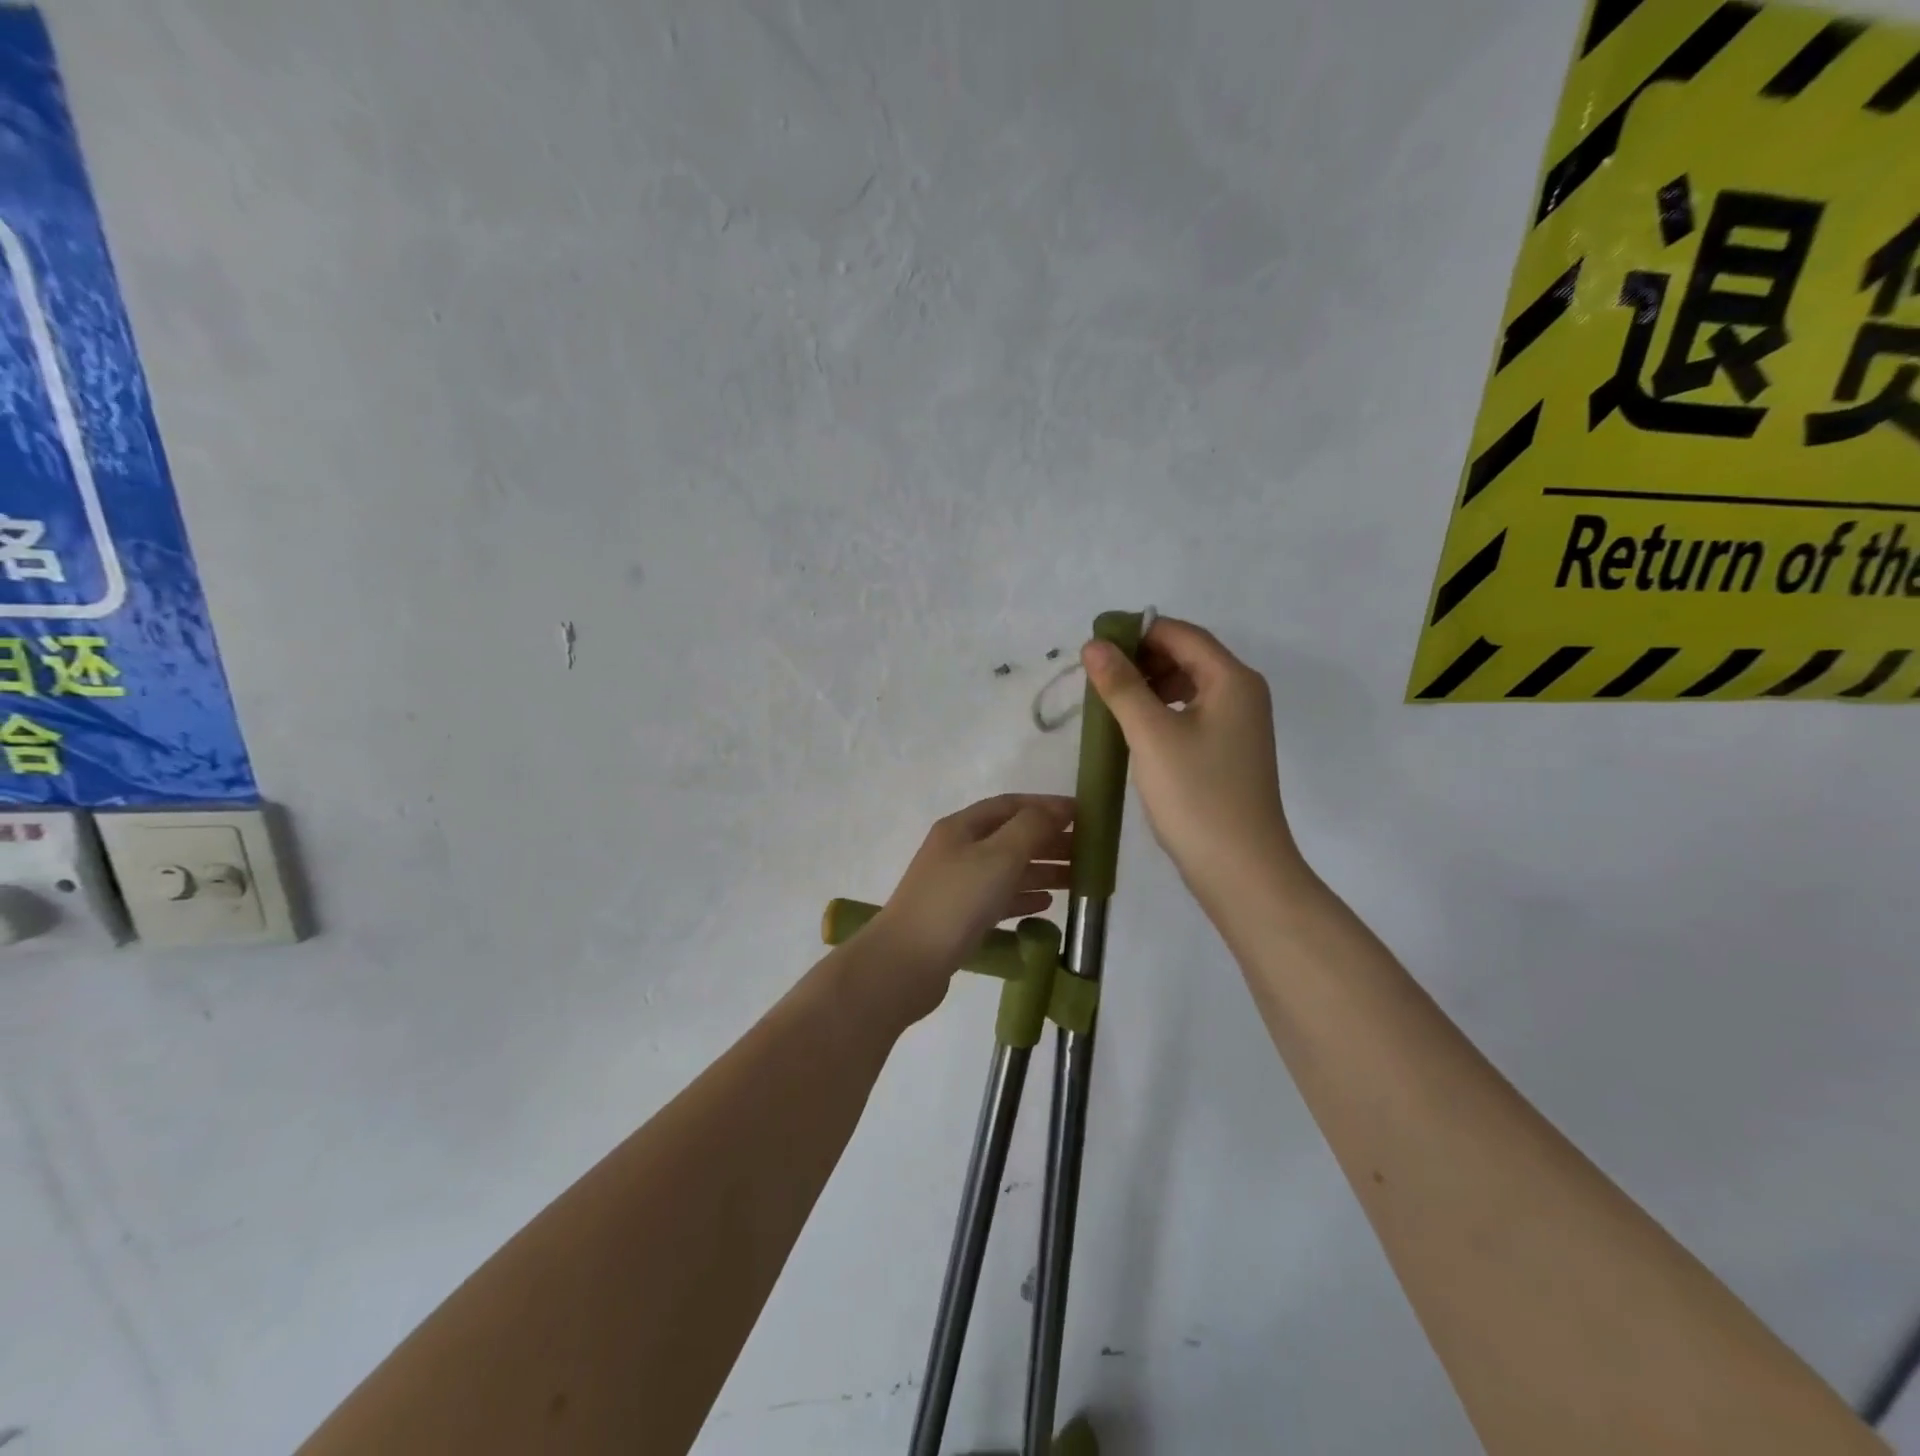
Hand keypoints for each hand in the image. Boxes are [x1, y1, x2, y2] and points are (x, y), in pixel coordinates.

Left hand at [869, 795, 1073, 1018]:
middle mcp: (958, 850)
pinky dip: (1024, 897)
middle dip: (1049, 840)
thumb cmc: (956, 900)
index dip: (1047, 806)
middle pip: (1011, 837)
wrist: (907, 962)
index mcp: (962, 827)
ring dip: (1042, 870)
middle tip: (1088, 852)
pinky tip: (1046, 904)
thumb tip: (1055, 810)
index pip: (1011, 805)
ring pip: (1007, 869)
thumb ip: (1031, 828)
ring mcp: (956, 885)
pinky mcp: (959, 918)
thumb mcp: (999, 856)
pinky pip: (999, 899)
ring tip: (1078, 879)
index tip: (1084, 815)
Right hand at [1082, 618, 1303, 905]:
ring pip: (1188, 686)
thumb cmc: (1196, 795)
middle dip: (1141, 659)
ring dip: (1148, 686)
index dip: (1136, 632)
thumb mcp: (1151, 735)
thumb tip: (1094, 644)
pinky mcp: (1228, 751)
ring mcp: (1239, 724)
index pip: (1180, 634)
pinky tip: (1134, 731)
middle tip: (1097, 679)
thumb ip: (1121, 685)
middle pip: (1187, 656)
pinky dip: (1161, 712)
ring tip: (1110, 704)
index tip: (1093, 648)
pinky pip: (1191, 714)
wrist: (1241, 869)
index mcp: (1232, 679)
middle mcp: (1242, 693)